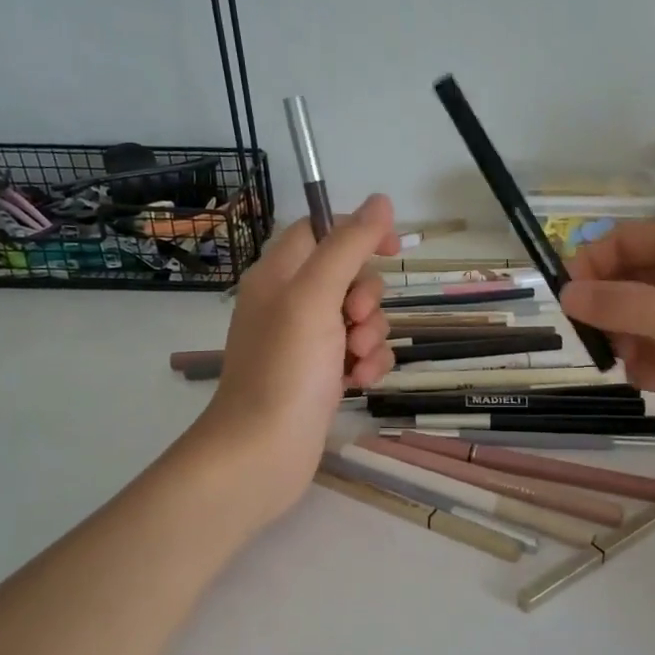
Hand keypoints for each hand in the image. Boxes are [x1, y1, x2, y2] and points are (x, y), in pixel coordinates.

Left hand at [184, 194, 398, 527]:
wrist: (262, 453)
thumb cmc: (285, 368)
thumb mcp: (316, 296)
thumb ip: (348, 246)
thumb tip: (380, 201)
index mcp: (279, 274)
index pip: (321, 230)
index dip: (358, 232)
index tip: (392, 249)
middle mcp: (291, 303)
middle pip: (348, 276)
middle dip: (367, 298)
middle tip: (353, 321)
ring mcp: (307, 343)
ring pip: (360, 319)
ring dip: (371, 336)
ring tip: (356, 362)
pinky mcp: (322, 376)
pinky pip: (360, 354)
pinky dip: (367, 365)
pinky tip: (360, 384)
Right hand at [562, 215, 654, 455]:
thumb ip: (625, 305)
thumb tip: (565, 292)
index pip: (628, 240)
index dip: (594, 267)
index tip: (572, 308)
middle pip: (635, 280)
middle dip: (616, 316)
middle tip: (610, 352)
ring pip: (649, 315)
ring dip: (636, 345)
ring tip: (647, 377)